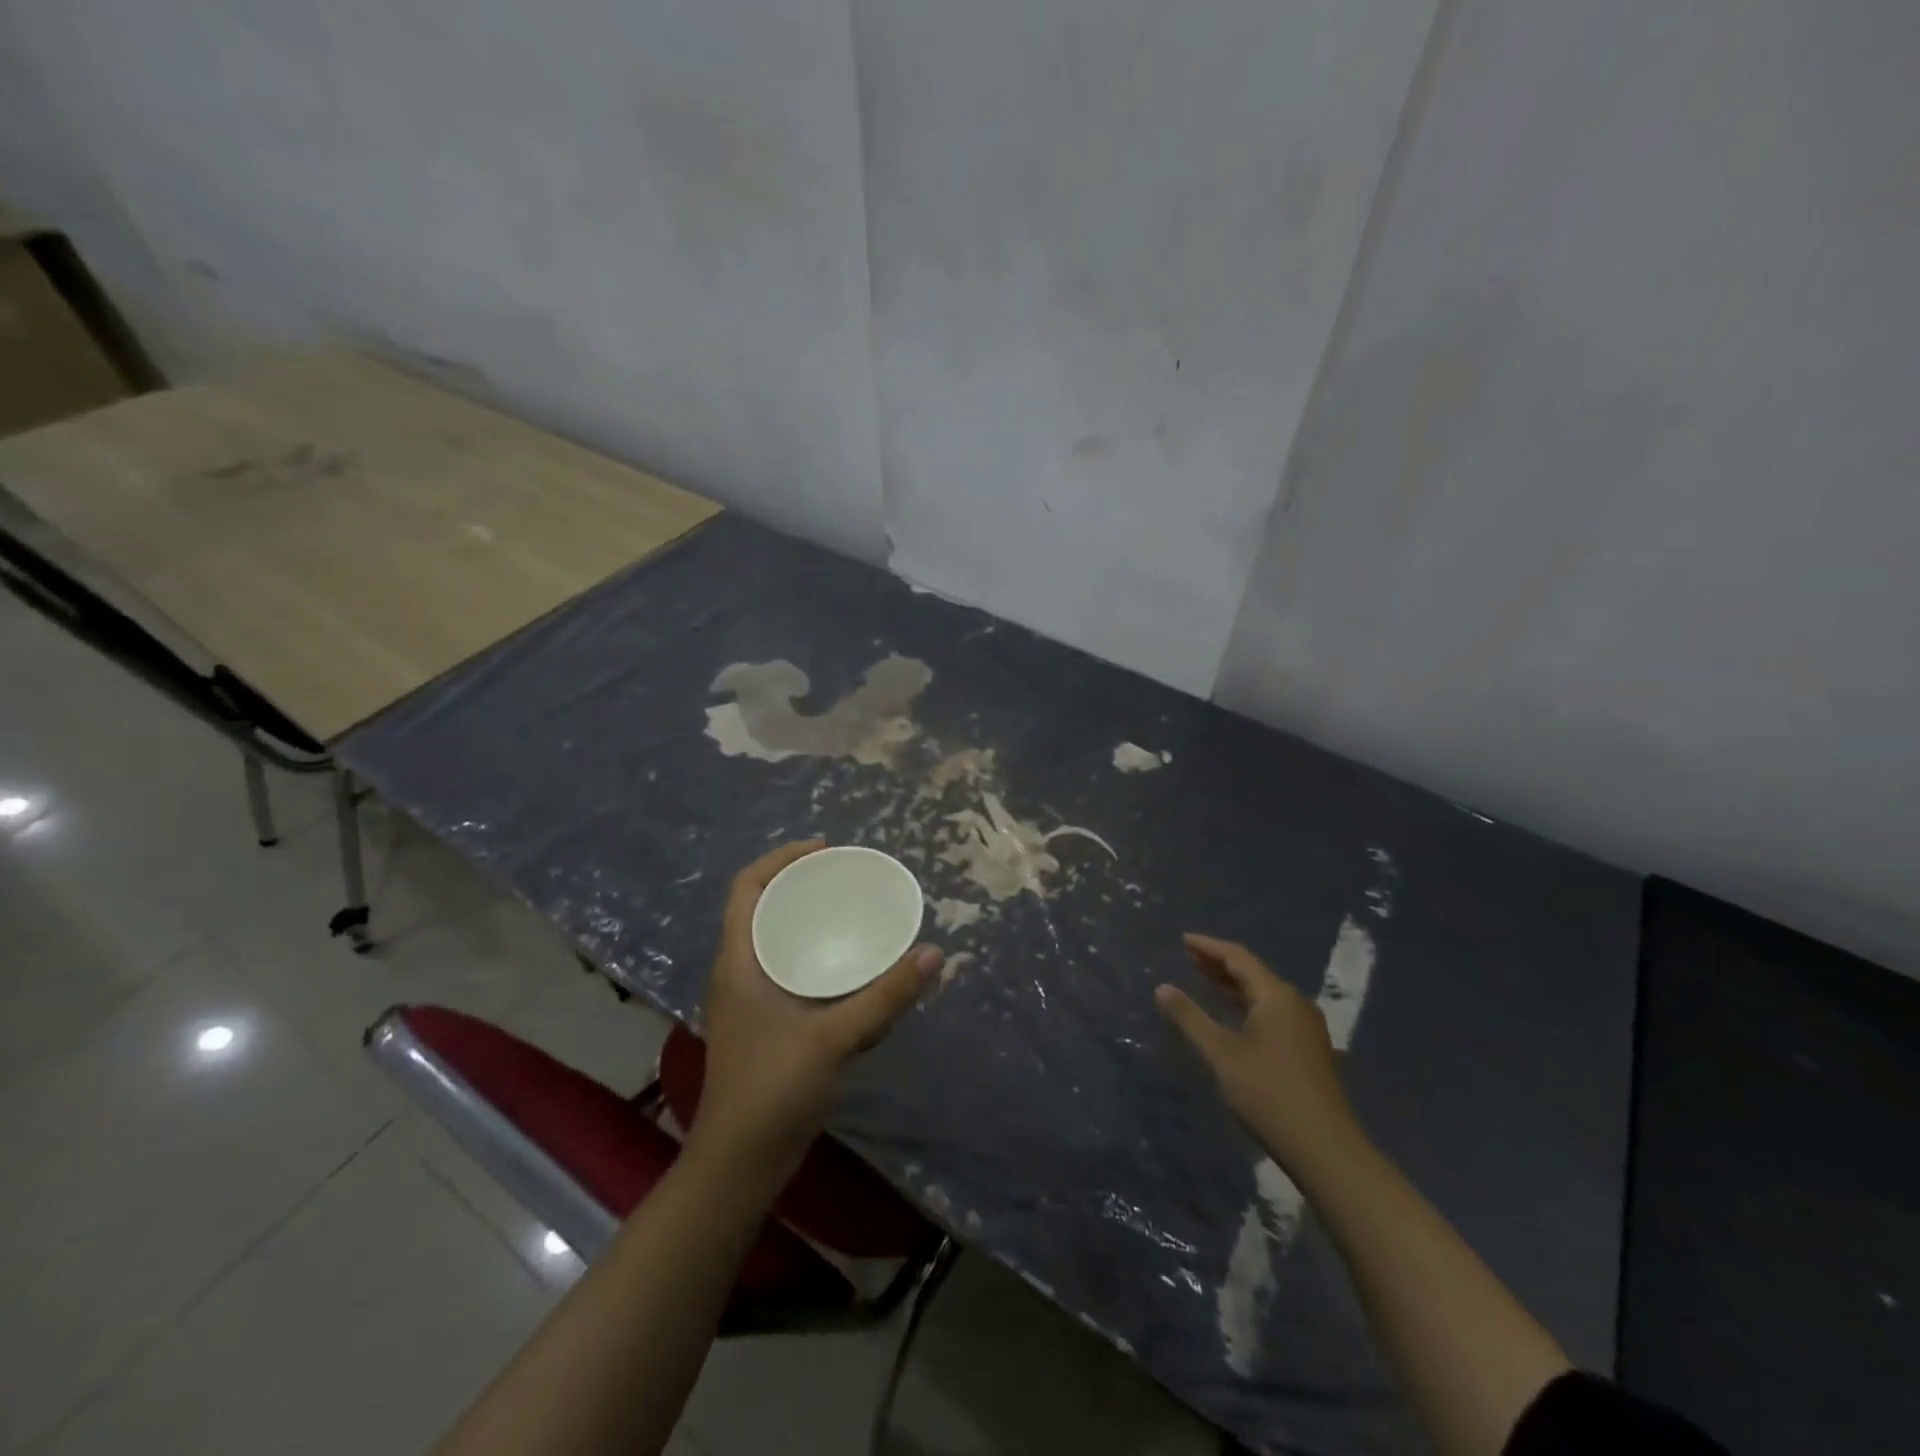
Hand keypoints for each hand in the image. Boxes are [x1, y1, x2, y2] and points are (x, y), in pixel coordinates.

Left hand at [690, 841, 941, 1175]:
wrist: (739, 1164)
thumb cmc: (774, 1090)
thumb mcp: (835, 1038)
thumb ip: (886, 996)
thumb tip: (934, 953)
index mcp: (739, 962)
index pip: (747, 887)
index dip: (781, 858)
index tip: (825, 849)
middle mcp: (737, 972)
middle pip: (762, 908)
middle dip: (800, 885)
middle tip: (846, 878)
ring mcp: (746, 1001)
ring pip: (773, 940)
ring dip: (806, 921)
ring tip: (850, 913)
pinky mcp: (761, 1024)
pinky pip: (785, 970)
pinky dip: (812, 956)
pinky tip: (847, 971)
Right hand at [1155, 933, 1363, 1179]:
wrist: (1325, 1149)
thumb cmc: (1268, 1094)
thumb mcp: (1221, 1054)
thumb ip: (1190, 1018)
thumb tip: (1162, 988)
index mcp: (1276, 996)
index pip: (1238, 957)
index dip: (1209, 946)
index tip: (1183, 940)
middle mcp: (1295, 1003)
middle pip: (1253, 972)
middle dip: (1220, 963)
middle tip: (1189, 956)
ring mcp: (1306, 1027)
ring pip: (1264, 993)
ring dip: (1233, 984)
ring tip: (1204, 978)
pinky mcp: (1309, 1048)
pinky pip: (1273, 1011)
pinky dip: (1247, 1003)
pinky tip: (1234, 1015)